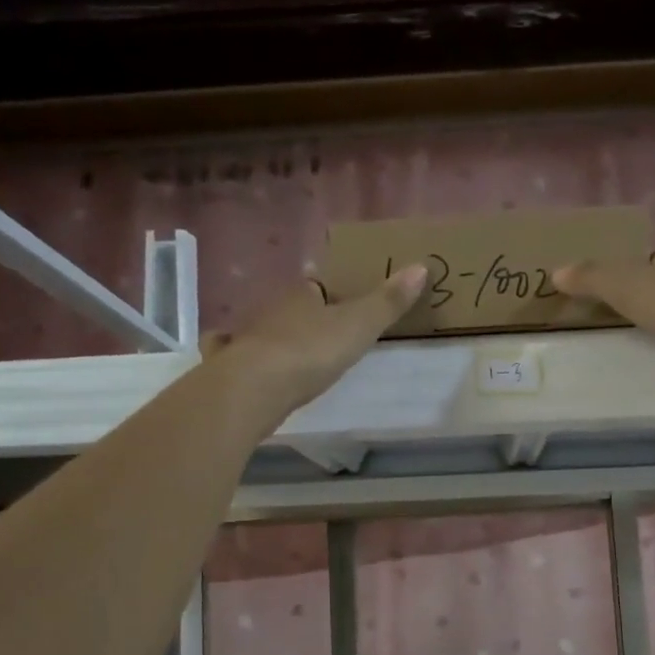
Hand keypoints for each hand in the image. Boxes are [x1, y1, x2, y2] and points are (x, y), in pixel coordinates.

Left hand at [209, 265, 428, 426]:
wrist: (254, 388)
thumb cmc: (310, 351)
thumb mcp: (359, 326)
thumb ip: (387, 302)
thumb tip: (421, 266)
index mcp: (302, 295)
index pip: (317, 285)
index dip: (330, 291)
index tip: (343, 300)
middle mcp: (271, 311)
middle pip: (292, 308)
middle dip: (304, 315)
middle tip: (323, 328)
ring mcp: (249, 339)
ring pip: (267, 331)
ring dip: (277, 336)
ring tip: (295, 350)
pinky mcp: (234, 369)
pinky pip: (242, 357)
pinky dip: (246, 358)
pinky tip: (249, 365)